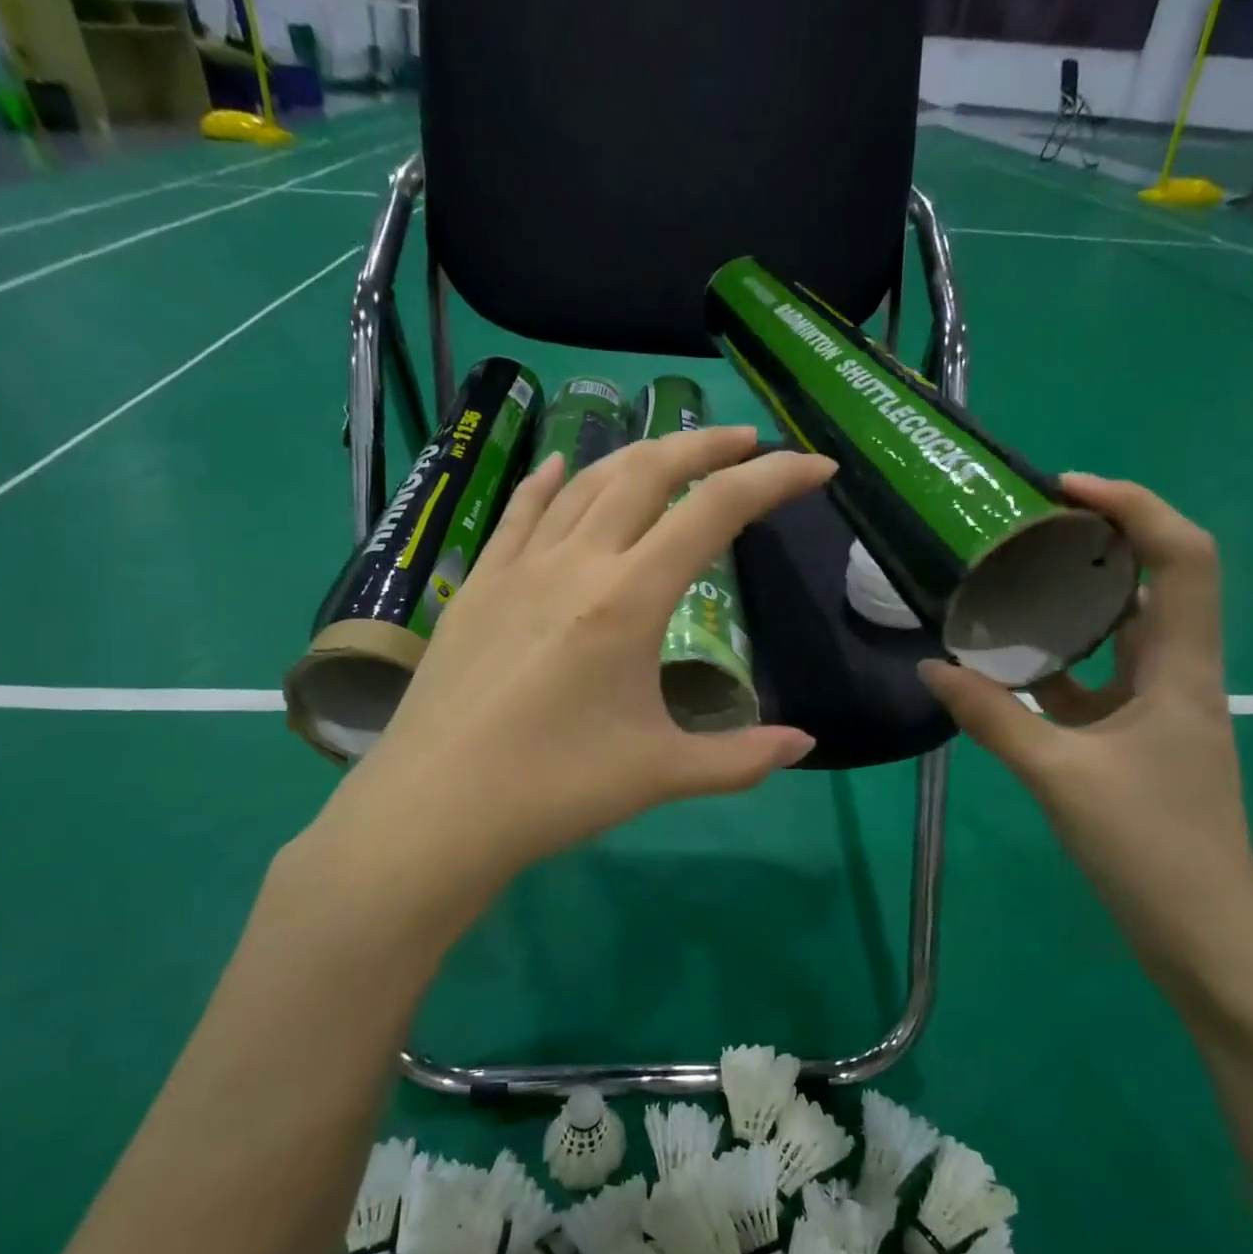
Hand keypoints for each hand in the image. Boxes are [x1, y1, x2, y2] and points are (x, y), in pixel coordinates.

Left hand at [322, 427, 830, 903]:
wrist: (435, 811)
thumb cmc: (555, 789)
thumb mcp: (661, 774)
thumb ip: (741, 757)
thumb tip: (803, 744)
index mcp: (628, 599)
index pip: (716, 511)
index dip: (774, 479)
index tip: (817, 468)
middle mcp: (575, 563)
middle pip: (649, 471)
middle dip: (707, 444)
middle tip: (749, 442)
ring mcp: (518, 568)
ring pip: (585, 482)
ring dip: (638, 457)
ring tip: (673, 457)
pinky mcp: (477, 587)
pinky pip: (519, 514)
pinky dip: (549, 482)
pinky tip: (561, 467)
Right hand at [920, 475, 1252, 984]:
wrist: (1205, 937)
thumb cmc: (1151, 848)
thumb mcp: (1060, 775)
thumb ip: (993, 717)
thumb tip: (931, 667)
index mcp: (1182, 669)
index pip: (1183, 557)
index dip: (1136, 506)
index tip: (1067, 490)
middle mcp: (1177, 677)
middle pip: (1149, 586)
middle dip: (1093, 547)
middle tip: (1022, 533)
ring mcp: (1157, 712)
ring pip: (1117, 637)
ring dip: (1070, 609)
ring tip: (1006, 588)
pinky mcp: (1136, 744)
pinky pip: (1093, 685)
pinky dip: (1054, 668)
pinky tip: (1005, 669)